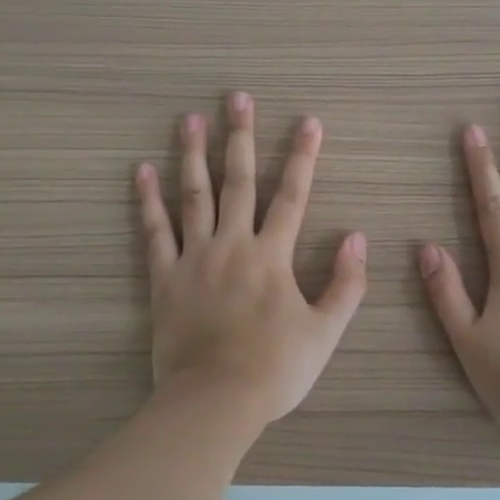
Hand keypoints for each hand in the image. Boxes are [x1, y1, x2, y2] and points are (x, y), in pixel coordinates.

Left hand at [136, 93, 367, 426]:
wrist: (215, 402)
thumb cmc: (275, 368)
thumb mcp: (325, 331)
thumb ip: (347, 283)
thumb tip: (357, 237)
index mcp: (272, 255)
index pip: (292, 195)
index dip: (303, 156)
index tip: (308, 121)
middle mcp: (232, 244)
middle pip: (238, 181)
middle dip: (241, 137)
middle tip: (239, 98)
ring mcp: (194, 259)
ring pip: (194, 196)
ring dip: (193, 155)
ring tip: (190, 119)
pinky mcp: (164, 279)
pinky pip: (155, 232)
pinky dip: (148, 201)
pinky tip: (142, 171)